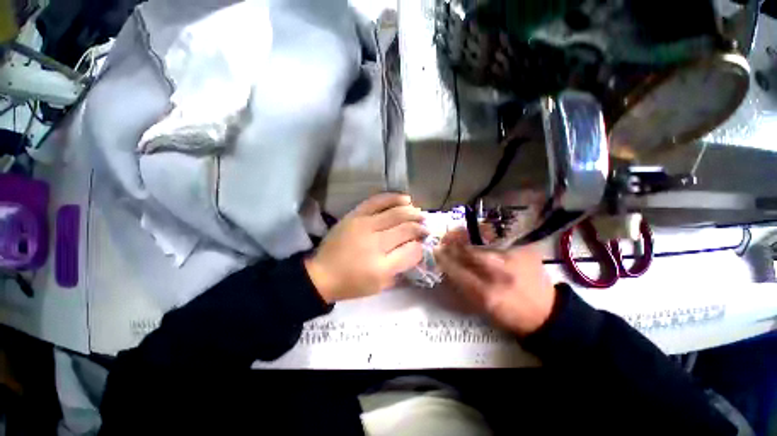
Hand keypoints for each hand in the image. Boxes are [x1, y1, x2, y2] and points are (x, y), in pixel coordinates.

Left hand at [305, 193, 427, 302]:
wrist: (322, 274)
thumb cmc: (352, 283)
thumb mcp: (380, 285)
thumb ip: (400, 268)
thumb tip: (416, 250)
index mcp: (382, 266)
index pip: (412, 250)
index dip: (421, 246)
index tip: (424, 243)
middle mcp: (375, 243)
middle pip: (406, 228)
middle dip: (420, 227)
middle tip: (426, 227)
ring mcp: (364, 225)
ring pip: (395, 213)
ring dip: (412, 212)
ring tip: (419, 212)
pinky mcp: (355, 215)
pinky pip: (376, 201)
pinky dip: (393, 198)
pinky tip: (405, 198)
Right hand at [436, 241, 555, 336]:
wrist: (546, 313)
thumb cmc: (509, 314)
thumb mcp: (482, 308)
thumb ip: (462, 287)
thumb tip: (447, 265)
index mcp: (487, 294)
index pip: (456, 271)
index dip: (443, 259)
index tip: (436, 252)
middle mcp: (499, 275)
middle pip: (468, 251)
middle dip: (452, 243)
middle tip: (445, 240)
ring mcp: (514, 260)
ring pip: (481, 240)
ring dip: (465, 235)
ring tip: (458, 235)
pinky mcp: (525, 251)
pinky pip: (497, 236)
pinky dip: (483, 233)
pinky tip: (477, 234)